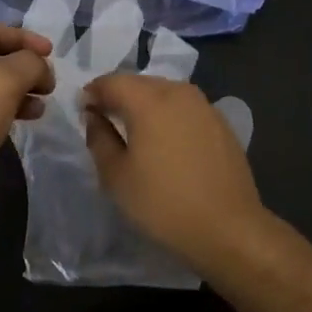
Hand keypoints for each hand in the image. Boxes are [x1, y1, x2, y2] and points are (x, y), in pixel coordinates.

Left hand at [0, 23, 53, 222]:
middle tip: (49, 84)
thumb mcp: (5, 80)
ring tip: (41, 106)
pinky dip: (3, 109)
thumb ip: (29, 63)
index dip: (25, 39)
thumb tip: (38, 66)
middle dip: (23, 69)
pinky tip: (24, 120)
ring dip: (17, 91)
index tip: (52, 52)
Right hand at [83, 74, 265, 267]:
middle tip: (104, 120)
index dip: (92, 93)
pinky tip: (166, 142)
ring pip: (164, 92)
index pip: (111, 82)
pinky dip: (169, 116)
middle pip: (139, 83)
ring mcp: (204, 106)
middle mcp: (178, 92)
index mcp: (149, 100)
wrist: (229, 229)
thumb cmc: (163, 204)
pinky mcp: (221, 123)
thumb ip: (99, 138)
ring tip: (135, 131)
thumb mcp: (116, 176)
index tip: (82, 111)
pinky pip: (184, 108)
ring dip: (145, 104)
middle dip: (118, 96)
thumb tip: (93, 116)